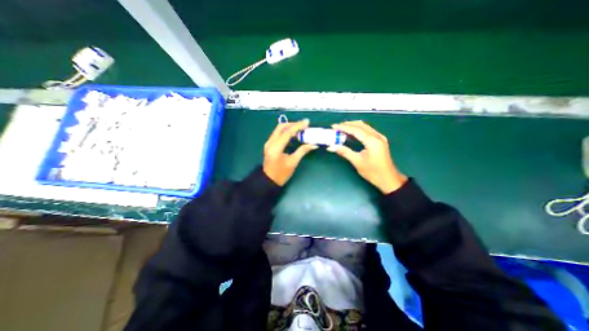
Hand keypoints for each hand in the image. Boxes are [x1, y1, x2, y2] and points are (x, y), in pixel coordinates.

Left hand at [262, 119, 317, 186]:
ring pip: (278, 130)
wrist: (269, 181)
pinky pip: (277, 134)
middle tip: (303, 125)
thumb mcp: (293, 162)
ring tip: (300, 130)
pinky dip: (285, 132)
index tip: (307, 122)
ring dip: (289, 127)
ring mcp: (268, 143)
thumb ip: (302, 151)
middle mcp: (270, 143)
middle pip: (281, 127)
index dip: (298, 126)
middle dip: (293, 124)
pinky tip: (293, 135)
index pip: (287, 132)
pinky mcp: (269, 145)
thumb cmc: (282, 174)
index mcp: (276, 148)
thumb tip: (313, 144)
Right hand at [329, 121, 408, 193]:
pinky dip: (358, 130)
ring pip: (365, 127)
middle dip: (348, 124)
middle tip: (336, 127)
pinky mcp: (380, 141)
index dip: (344, 127)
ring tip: (342, 128)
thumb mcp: (357, 162)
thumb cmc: (373, 172)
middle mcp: (377, 136)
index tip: (334, 127)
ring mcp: (380, 138)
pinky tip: (352, 133)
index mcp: (372, 141)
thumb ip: (344, 152)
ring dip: (353, 126)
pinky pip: (368, 131)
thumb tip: (331, 147)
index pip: (356, 130)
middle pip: (361, 125)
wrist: (388, 179)